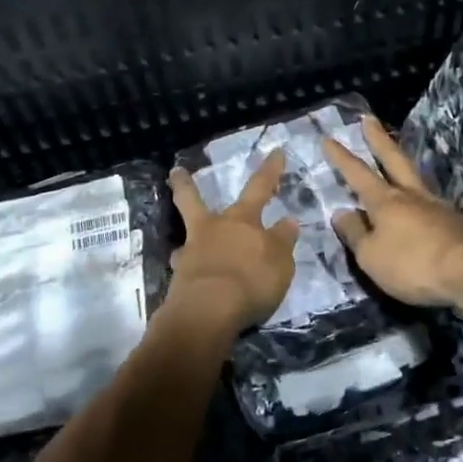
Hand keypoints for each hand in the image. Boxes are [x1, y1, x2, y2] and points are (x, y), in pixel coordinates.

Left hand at [164, 151, 298, 336]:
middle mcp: (213, 228)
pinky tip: (188, 275)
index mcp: (243, 220)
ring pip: (185, 233)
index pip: (260, 187)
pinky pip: (184, 266)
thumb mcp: (280, 261)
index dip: (270, 170)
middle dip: (185, 185)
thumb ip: (283, 240)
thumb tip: (287, 220)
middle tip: (175, 171)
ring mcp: (192, 251)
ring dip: (186, 234)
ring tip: (184, 243)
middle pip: (195, 200)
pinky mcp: (179, 277)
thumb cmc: (251, 280)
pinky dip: (187, 268)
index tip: (276, 151)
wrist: (208, 310)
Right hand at [324, 116, 462, 311]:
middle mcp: (410, 195)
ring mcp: (436, 206)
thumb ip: (355, 233)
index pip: (357, 173)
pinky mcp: (455, 223)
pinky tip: (419, 205)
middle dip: (378, 139)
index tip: (328, 138)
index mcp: (385, 201)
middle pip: (393, 159)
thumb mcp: (371, 256)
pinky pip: (430, 203)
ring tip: (396, 158)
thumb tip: (341, 212)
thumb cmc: (412, 264)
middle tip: (368, 118)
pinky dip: (419, 198)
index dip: (341, 157)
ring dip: (402, 164)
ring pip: (414, 177)